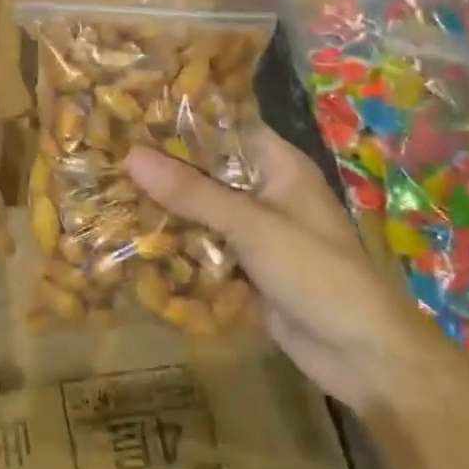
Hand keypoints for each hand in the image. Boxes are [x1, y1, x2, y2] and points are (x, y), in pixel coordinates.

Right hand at [127, 130, 445, 412]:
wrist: (364, 357)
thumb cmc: (317, 272)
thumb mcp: (251, 225)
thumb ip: (191, 191)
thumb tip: (130, 155)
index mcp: (277, 164)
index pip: (222, 126)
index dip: (179, 118)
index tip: (129, 111)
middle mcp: (263, 190)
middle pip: (205, 169)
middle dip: (161, 167)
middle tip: (104, 153)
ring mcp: (253, 231)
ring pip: (199, 209)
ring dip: (163, 207)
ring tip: (106, 190)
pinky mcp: (244, 267)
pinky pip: (202, 245)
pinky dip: (175, 243)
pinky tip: (131, 237)